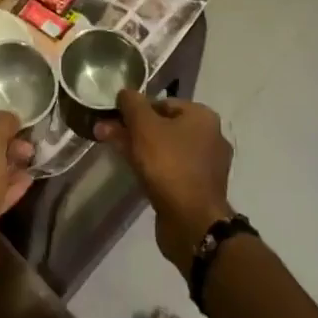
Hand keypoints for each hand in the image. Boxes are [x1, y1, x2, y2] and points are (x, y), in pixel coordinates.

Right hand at [96, 91, 233, 270]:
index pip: (162, 102)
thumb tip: (124, 93)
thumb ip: (131, 104)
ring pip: (165, 149)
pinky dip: (153, 168)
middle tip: (107, 134)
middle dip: (134, 129)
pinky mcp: (199, 190)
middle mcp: (210, 137)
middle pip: (163, 126)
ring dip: (140, 148)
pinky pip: (171, 170)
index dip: (135, 108)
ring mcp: (206, 166)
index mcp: (203, 117)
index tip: (114, 118)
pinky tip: (135, 173)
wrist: (192, 224)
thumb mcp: (144, 126)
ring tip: (116, 153)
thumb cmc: (169, 165)